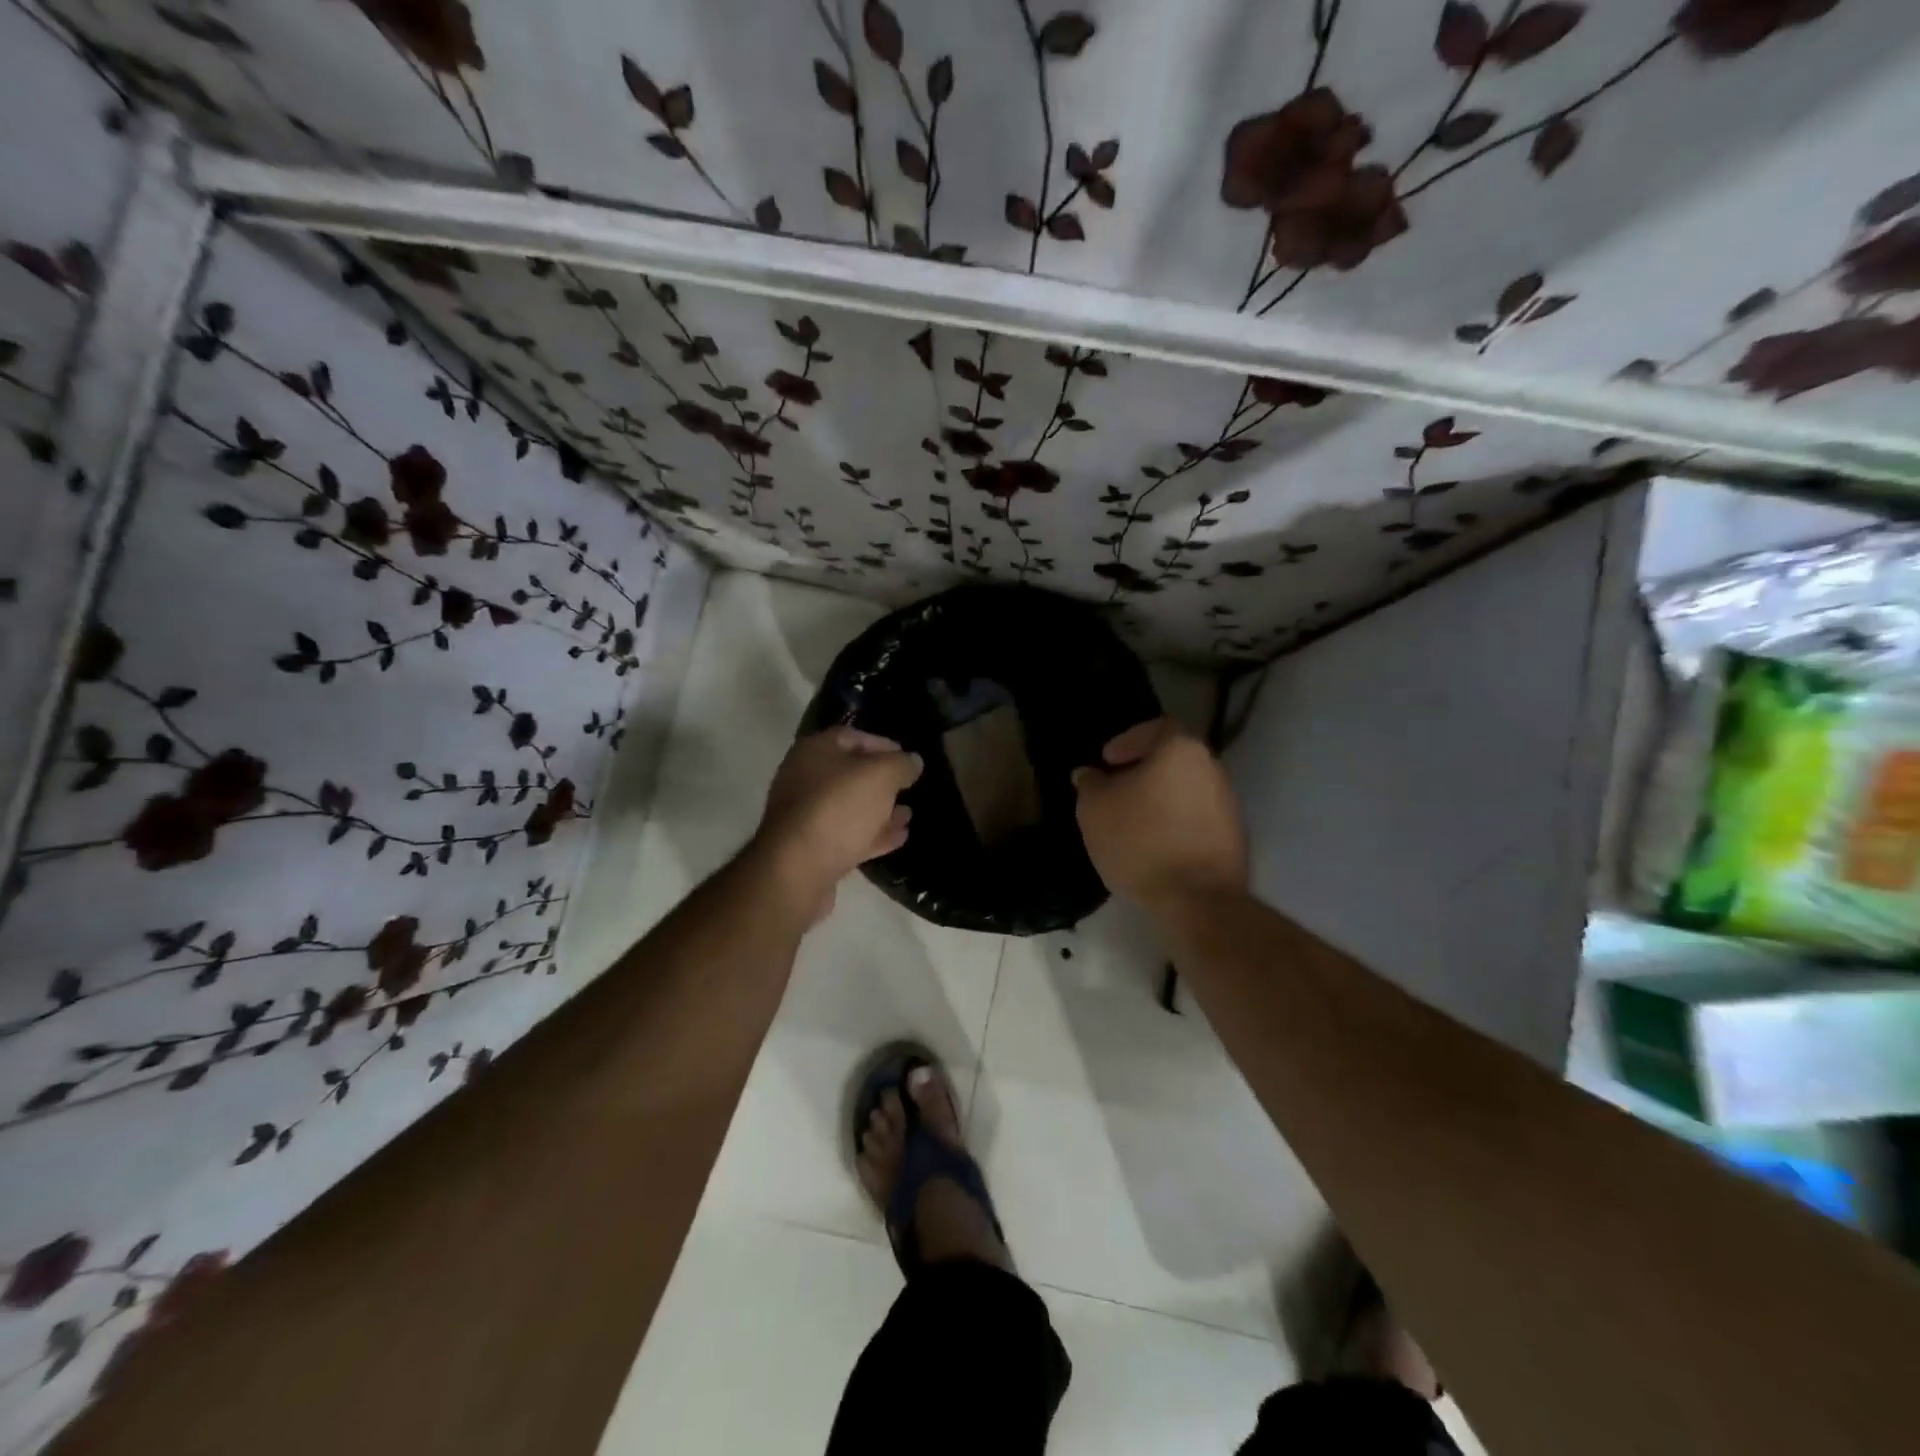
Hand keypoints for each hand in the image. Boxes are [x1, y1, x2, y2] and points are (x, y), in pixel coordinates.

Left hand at [753, 727, 922, 922]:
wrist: (798, 869)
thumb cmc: (839, 808)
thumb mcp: (880, 776)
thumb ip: (901, 765)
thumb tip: (913, 761)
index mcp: (814, 751)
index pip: (852, 737)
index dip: (883, 744)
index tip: (908, 758)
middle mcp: (804, 779)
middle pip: (849, 773)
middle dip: (881, 781)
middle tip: (908, 787)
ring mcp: (806, 816)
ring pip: (850, 807)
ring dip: (880, 810)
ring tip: (908, 814)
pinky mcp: (812, 849)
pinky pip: (848, 835)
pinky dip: (873, 834)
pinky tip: (899, 837)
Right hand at [1072, 719, 1247, 912]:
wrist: (1196, 900)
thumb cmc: (1140, 840)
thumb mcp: (1095, 809)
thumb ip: (1090, 784)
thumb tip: (1089, 774)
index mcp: (1182, 750)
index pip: (1156, 727)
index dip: (1127, 741)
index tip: (1107, 761)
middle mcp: (1213, 769)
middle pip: (1173, 759)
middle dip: (1142, 772)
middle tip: (1115, 791)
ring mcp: (1229, 805)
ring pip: (1186, 790)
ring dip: (1159, 799)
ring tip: (1131, 822)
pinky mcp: (1234, 838)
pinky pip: (1196, 818)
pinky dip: (1175, 823)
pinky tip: (1154, 845)